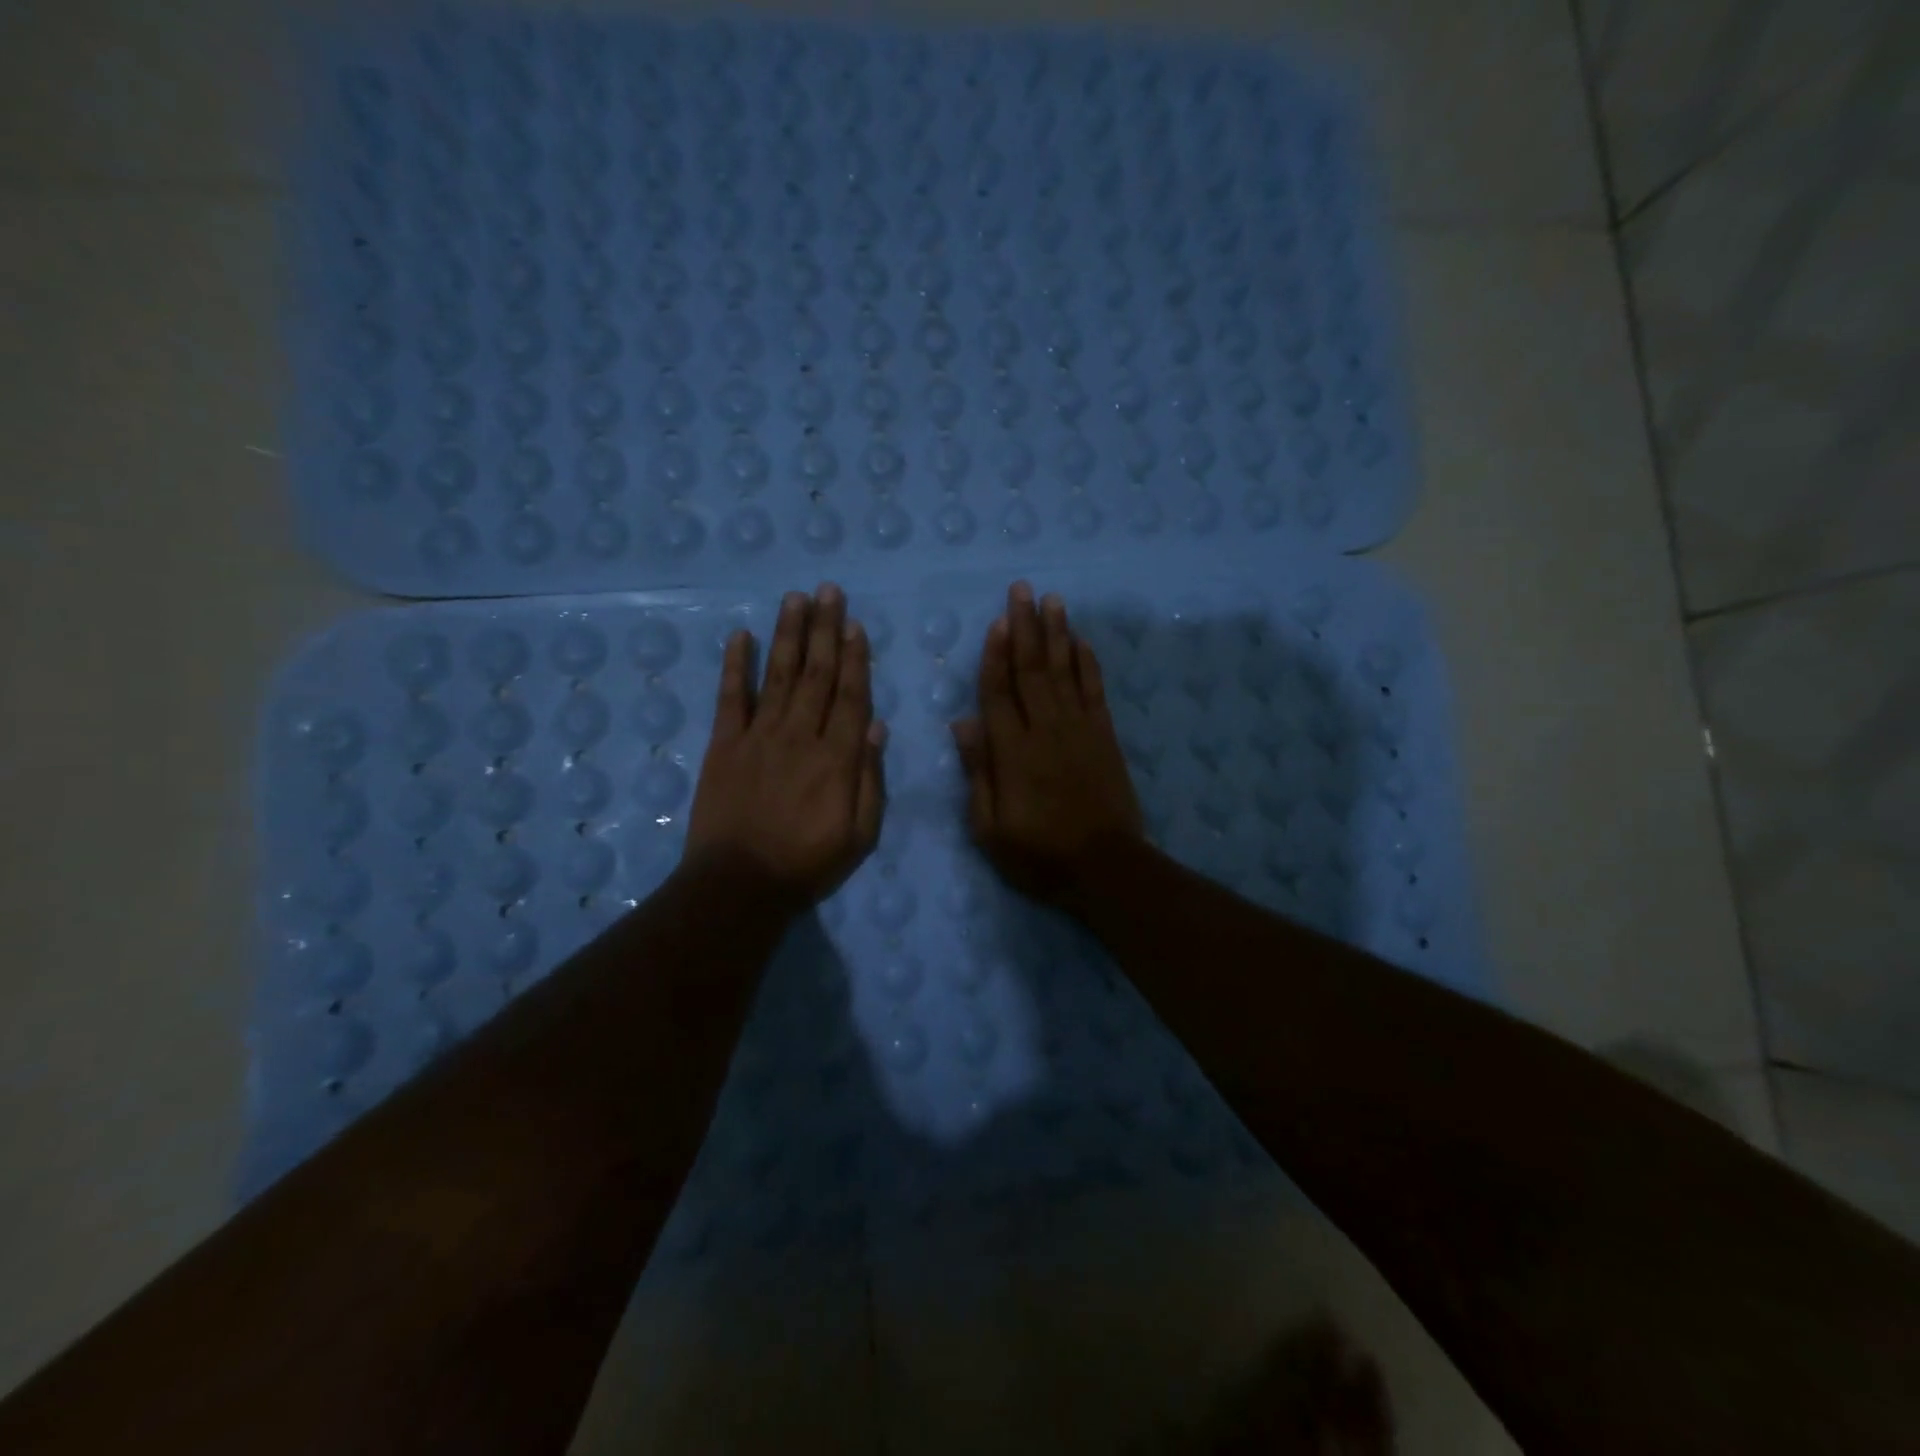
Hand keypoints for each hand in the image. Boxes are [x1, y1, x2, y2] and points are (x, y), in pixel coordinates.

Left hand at [686, 583, 885, 905]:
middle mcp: (799, 735)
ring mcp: (758, 736)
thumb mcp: (860, 835)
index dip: (854, 657)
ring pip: (778, 675)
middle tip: (829, 591)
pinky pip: (730, 697)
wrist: (739, 885)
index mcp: (836, 758)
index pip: (850, 696)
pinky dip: (736, 665)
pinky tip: (740, 636)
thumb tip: (875, 726)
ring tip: (795, 598)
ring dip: (788, 634)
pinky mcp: (723, 745)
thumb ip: (869, 779)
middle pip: (816, 674)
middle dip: (824, 630)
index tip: (855, 624)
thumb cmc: (807, 864)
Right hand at [951, 581, 1143, 911]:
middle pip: (1031, 669)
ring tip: (1052, 599)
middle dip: (1025, 627)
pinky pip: (1094, 690)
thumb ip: (978, 773)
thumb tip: (962, 722)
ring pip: (1064, 671)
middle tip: (1022, 590)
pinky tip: (1081, 641)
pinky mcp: (1105, 736)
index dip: (995, 655)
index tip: (996, 621)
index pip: (998, 692)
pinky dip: (1087, 663)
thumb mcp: (990, 828)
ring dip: (1057, 633)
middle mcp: (1045, 730)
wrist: (1105, 868)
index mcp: (1012, 752)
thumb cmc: (1039, 854)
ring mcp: (1079, 729)